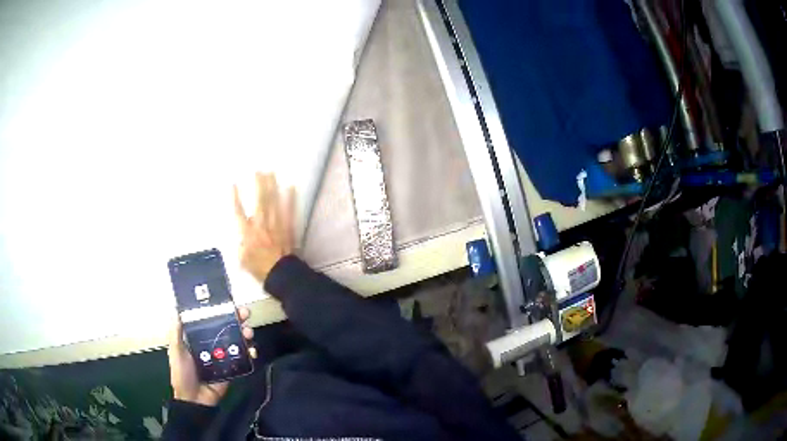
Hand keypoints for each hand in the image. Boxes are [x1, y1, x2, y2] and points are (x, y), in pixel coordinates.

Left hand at [167, 307, 254, 406]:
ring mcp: (223, 357)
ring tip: (248, 332)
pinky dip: (250, 353)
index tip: (229, 303)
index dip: (221, 311)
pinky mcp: (232, 369)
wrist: (194, 399)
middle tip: (245, 314)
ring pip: (238, 341)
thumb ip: (177, 332)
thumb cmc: (182, 373)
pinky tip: (252, 350)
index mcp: (199, 338)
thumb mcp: (176, 350)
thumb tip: (177, 309)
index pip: (212, 320)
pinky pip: (243, 359)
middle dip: (238, 319)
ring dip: (245, 334)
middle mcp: (212, 345)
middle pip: (228, 328)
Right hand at [234, 173, 295, 283]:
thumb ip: (240, 245)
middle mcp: (261, 225)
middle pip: (259, 201)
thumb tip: (240, 236)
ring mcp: (276, 225)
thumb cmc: (259, 269)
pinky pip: (289, 210)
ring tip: (271, 172)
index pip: (238, 212)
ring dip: (272, 186)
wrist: (281, 275)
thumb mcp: (242, 260)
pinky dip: (291, 198)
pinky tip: (291, 187)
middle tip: (258, 170)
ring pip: (273, 202)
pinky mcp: (288, 227)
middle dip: (258, 184)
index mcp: (247, 233)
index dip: (235, 198)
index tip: (233, 184)